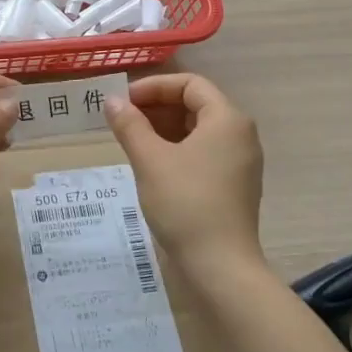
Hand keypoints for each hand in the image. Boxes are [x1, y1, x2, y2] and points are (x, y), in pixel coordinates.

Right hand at [106, 73, 264, 272]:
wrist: (220, 266)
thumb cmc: (185, 203)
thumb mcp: (150, 160)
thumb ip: (130, 125)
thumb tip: (111, 101)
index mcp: (227, 119)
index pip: (190, 84)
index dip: (154, 87)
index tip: (124, 101)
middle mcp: (240, 134)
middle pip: (196, 105)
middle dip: (157, 107)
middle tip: (123, 121)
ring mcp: (240, 162)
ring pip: (198, 130)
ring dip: (164, 129)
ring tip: (132, 141)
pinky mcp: (235, 185)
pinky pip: (204, 153)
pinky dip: (177, 149)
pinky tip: (152, 165)